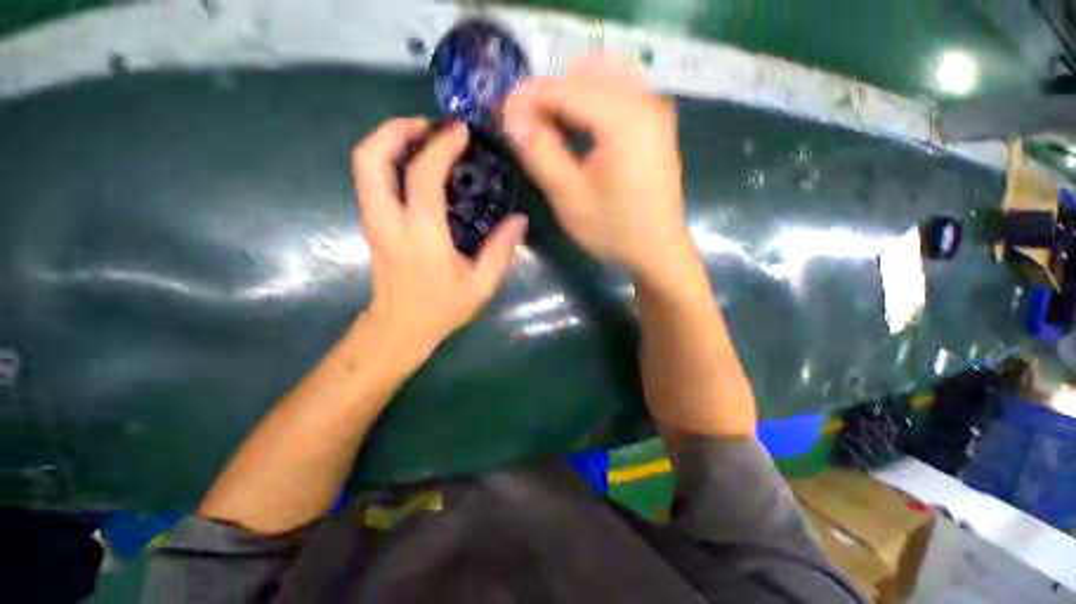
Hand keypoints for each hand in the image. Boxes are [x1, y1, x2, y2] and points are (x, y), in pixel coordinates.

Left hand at [351, 118, 527, 361]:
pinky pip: (370, 179)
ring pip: (363, 164)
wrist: (400, 327)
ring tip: (423, 138)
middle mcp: (388, 220)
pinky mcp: (372, 224)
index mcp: (421, 235)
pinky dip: (388, 159)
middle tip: (429, 125)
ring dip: (389, 140)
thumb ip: (501, 250)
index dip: (441, 146)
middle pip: (370, 156)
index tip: (461, 131)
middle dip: (396, 129)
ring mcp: (373, 221)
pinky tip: (415, 165)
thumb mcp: (481, 284)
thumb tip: (519, 220)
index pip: (422, 175)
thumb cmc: (442, 308)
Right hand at [501, 55, 692, 283]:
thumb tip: (512, 119)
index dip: (527, 98)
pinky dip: (588, 105)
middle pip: (583, 75)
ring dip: (566, 97)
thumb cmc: (613, 230)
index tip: (502, 116)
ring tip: (545, 129)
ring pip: (600, 79)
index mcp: (624, 118)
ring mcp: (653, 110)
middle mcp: (644, 101)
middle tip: (524, 126)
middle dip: (546, 95)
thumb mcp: (569, 197)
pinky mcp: (653, 123)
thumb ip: (540, 153)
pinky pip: (615, 95)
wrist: (658, 250)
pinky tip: (573, 130)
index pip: (564, 88)